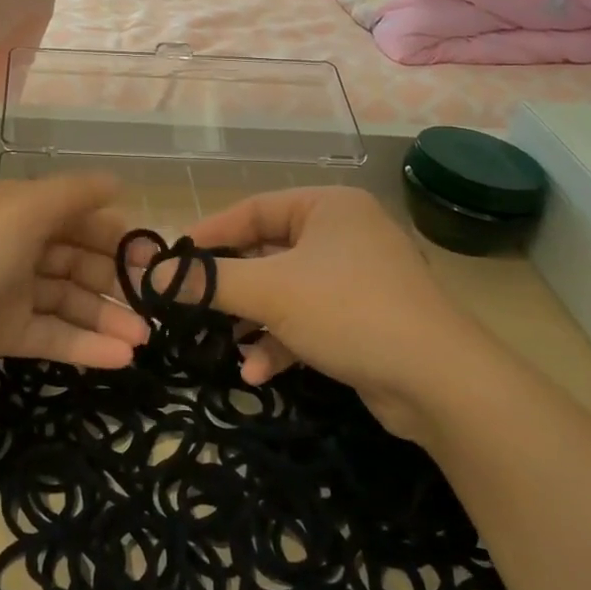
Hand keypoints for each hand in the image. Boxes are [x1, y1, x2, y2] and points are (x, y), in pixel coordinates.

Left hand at [0, 175, 150, 408]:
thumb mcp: (20, 213)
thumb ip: (72, 195)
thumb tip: (117, 182)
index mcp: (14, 209)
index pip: (74, 214)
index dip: (113, 232)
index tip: (152, 256)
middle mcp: (10, 244)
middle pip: (73, 257)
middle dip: (114, 278)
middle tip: (156, 302)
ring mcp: (2, 291)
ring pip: (64, 300)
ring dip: (104, 317)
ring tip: (144, 339)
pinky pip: (47, 335)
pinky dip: (81, 345)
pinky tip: (119, 359)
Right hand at [179, 186, 493, 442]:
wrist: (440, 383)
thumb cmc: (349, 310)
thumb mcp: (271, 292)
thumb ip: (209, 282)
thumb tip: (149, 275)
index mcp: (327, 206)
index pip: (252, 210)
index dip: (209, 235)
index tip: (171, 261)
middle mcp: (343, 234)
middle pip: (268, 253)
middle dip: (232, 287)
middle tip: (191, 305)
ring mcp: (357, 278)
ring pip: (286, 291)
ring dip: (254, 321)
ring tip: (223, 345)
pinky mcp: (364, 319)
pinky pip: (309, 320)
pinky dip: (282, 342)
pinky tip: (258, 374)